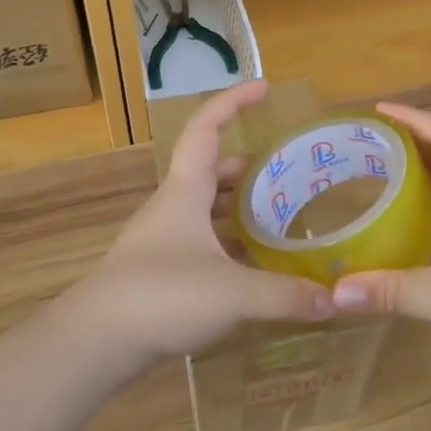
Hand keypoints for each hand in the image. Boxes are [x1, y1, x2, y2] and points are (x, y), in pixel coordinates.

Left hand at [68, 81, 334, 366]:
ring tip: (279, 219)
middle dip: (249, 167)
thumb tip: (334, 301)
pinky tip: (253, 267)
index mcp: (185, 191)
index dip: (233, 102)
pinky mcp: (160, 271)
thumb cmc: (162, 295)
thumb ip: (286, 295)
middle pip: (211, 171)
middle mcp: (172, 207)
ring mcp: (162, 239)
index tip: (264, 89)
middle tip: (289, 175)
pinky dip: (228, 244)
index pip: (206, 128)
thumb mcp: (233, 293)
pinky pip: (202, 243)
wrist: (96, 341)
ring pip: (206, 210)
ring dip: (238, 209)